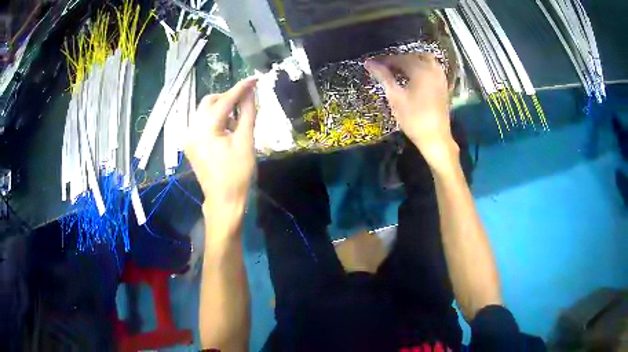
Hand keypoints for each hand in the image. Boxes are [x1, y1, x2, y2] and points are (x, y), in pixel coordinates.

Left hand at [185, 78, 257, 209]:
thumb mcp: (245, 141)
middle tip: (245, 101)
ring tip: (237, 120)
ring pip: (204, 112)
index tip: (254, 79)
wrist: (224, 201)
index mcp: (205, 130)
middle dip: (227, 98)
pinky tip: (227, 130)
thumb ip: (247, 113)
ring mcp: (189, 138)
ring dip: (221, 109)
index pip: (224, 101)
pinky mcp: (191, 145)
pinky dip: (215, 120)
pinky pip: (202, 124)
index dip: (240, 89)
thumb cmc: (237, 173)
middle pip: (208, 102)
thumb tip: (251, 92)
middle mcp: (192, 130)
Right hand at [365, 54, 457, 168]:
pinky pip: (432, 69)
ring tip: (399, 72)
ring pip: (424, 61)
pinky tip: (414, 78)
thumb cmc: (413, 118)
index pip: (399, 58)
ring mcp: (440, 77)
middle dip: (398, 61)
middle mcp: (432, 69)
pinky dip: (422, 69)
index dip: (385, 61)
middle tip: (384, 69)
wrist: (435, 137)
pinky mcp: (444, 85)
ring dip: (411, 63)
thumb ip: (383, 77)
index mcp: (420, 69)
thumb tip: (368, 62)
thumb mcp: (395, 96)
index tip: (373, 65)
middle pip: (412, 57)